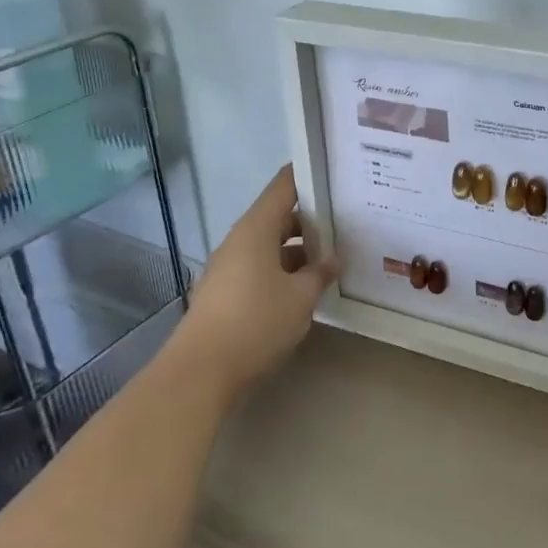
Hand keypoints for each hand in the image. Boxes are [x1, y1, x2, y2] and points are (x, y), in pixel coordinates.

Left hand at [179, 165, 337, 402]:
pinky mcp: (225, 292)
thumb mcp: (301, 297)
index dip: (308, 176)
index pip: (284, 186)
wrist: (201, 372)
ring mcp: (228, 267)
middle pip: (278, 216)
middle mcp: (239, 241)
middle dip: (311, 220)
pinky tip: (305, 288)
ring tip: (333, 259)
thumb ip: (320, 273)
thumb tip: (333, 259)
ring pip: (269, 246)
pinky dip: (283, 271)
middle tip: (346, 223)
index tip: (336, 175)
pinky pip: (260, 269)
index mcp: (256, 229)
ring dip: (298, 250)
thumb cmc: (256, 322)